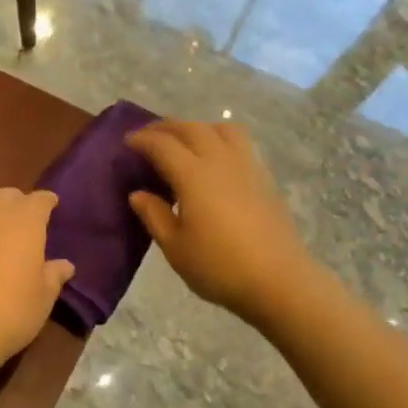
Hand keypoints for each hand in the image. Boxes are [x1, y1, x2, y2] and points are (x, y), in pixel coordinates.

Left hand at [0, 184, 74, 377]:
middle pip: (6, 194)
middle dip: (16, 203)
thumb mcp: (42, 299)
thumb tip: (63, 265)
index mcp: (23, 220)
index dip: (47, 202)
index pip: (39, 199)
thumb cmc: (9, 312)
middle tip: (21, 223)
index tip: (52, 208)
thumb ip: (53, 276)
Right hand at [126, 120, 313, 326]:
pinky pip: (240, 143)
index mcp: (194, 176)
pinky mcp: (264, 177)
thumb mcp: (175, 248)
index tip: (127, 142)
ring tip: (185, 142)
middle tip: (149, 136)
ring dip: (198, 127)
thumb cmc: (219, 267)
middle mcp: (220, 161)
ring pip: (221, 128)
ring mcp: (247, 166)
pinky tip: (215, 161)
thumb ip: (154, 216)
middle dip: (166, 127)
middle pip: (191, 128)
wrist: (279, 281)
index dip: (142, 139)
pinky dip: (220, 139)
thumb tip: (138, 194)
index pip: (162, 144)